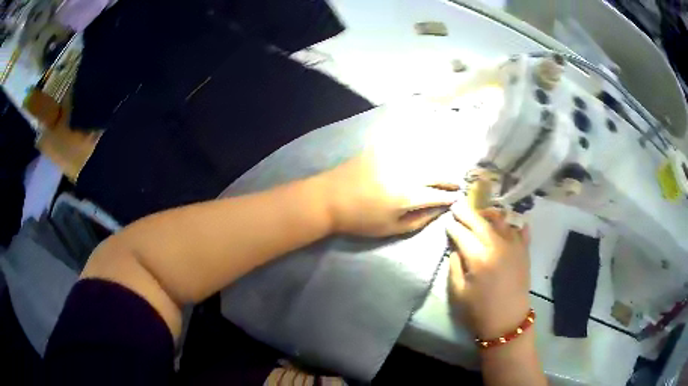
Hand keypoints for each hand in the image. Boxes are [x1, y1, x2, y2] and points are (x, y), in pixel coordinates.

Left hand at [320, 150, 460, 236]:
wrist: (329, 199)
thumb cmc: (360, 220)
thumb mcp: (391, 229)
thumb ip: (419, 220)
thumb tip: (439, 212)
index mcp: (409, 195)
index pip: (439, 194)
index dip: (450, 197)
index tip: (457, 198)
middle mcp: (407, 172)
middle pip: (436, 173)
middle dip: (449, 179)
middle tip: (456, 184)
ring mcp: (395, 157)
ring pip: (425, 158)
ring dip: (437, 166)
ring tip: (443, 173)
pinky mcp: (383, 149)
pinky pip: (408, 147)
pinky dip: (420, 153)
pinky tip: (424, 157)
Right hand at [446, 200, 530, 338]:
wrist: (508, 321)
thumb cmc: (479, 311)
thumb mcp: (458, 292)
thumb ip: (454, 267)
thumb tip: (455, 249)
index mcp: (479, 258)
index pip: (462, 234)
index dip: (453, 226)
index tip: (447, 221)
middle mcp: (498, 246)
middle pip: (480, 222)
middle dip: (467, 212)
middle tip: (458, 205)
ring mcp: (514, 246)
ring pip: (501, 220)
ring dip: (488, 214)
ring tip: (480, 213)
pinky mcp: (524, 251)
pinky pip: (521, 229)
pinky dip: (514, 222)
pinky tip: (508, 222)